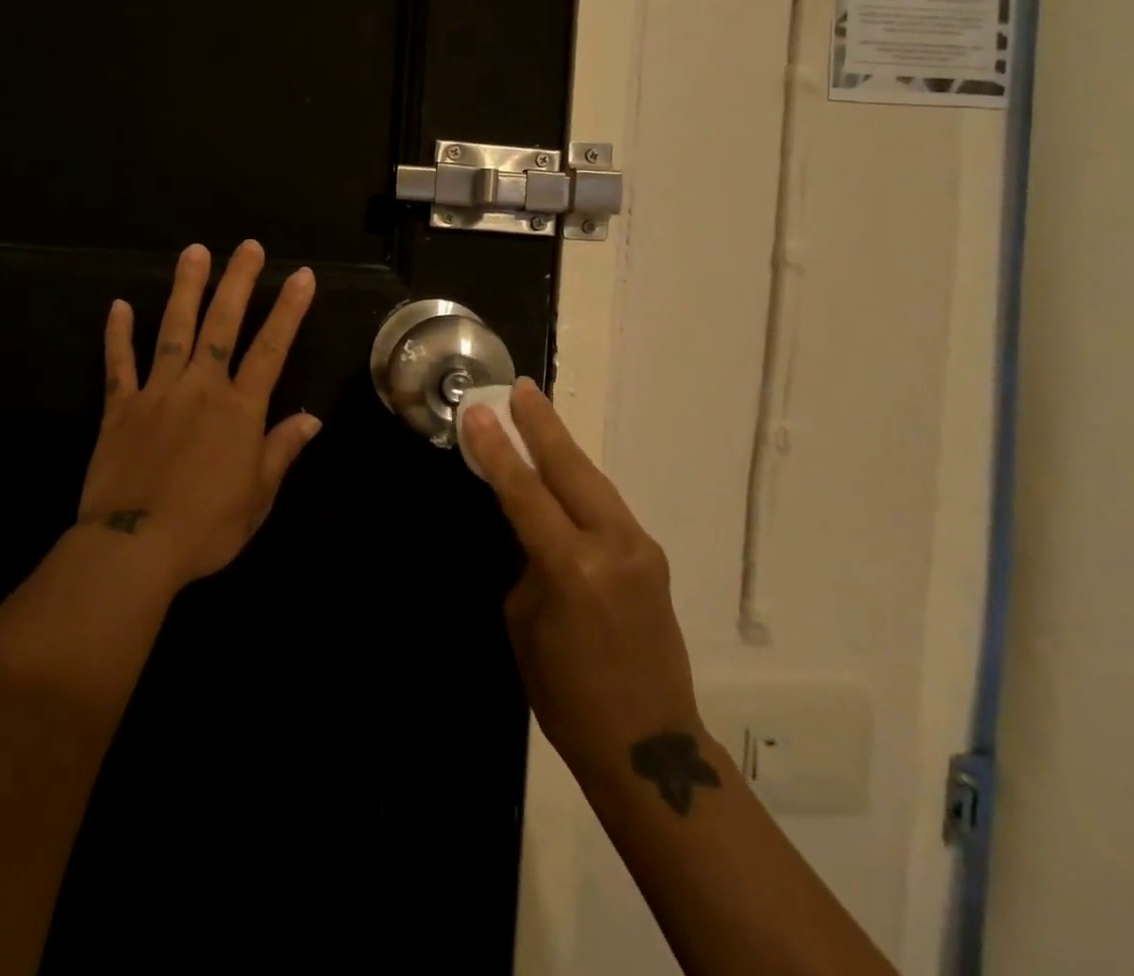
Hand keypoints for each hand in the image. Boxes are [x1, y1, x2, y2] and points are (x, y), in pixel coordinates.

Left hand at [78, 240, 318, 587]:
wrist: (133, 547)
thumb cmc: (207, 526)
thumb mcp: (258, 495)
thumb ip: (282, 450)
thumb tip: (311, 418)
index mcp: (239, 409)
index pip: (271, 348)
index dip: (289, 310)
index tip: (301, 275)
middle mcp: (201, 388)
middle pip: (221, 324)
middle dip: (238, 282)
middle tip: (247, 246)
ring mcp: (157, 393)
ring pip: (173, 330)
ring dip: (185, 289)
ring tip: (194, 252)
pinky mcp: (120, 408)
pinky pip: (119, 364)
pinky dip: (118, 335)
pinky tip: (118, 306)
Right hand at [464, 379, 702, 781]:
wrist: (649, 745)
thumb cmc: (568, 695)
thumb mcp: (527, 624)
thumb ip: (531, 564)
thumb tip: (537, 531)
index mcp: (573, 568)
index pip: (525, 493)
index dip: (498, 450)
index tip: (480, 412)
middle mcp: (613, 545)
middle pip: (570, 469)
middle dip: (542, 426)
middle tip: (521, 388)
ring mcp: (640, 548)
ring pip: (593, 482)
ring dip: (563, 448)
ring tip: (538, 413)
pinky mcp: (653, 557)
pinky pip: (608, 508)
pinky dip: (581, 483)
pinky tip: (564, 471)